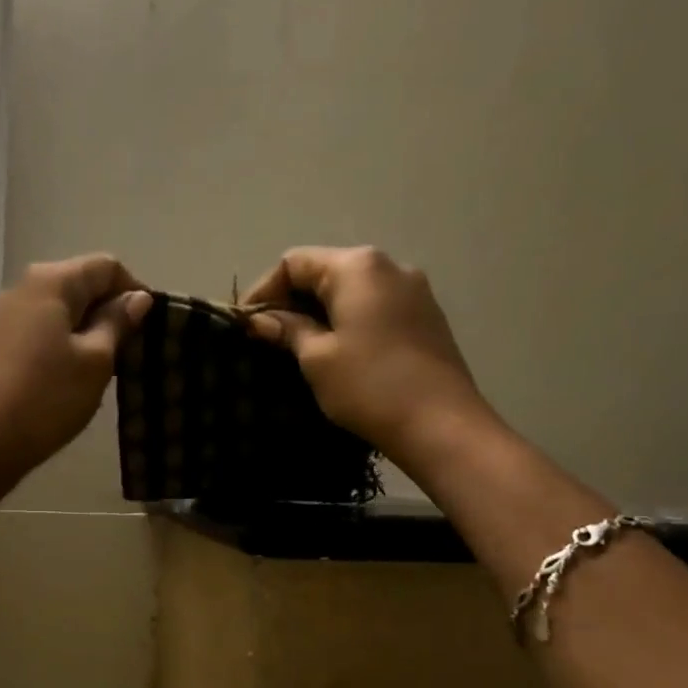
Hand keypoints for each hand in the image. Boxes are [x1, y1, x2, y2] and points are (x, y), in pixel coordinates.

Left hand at [0, 254, 151, 499]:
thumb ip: (117, 323)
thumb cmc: (46, 398)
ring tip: (105, 369)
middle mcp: (24, 288)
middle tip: (131, 351)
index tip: (151, 327)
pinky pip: (40, 331)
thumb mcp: (95, 361)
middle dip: (110, 311)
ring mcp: (4, 316)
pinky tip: (71, 378)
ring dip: (87, 331)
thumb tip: (138, 298)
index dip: (134, 290)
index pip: (106, 266)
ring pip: (60, 310)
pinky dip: (63, 345)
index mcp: (51, 281)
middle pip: (80, 284)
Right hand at [242, 246, 498, 466]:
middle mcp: (389, 266)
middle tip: (268, 339)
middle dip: (291, 301)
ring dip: (319, 313)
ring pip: (350, 291)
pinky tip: (337, 352)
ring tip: (298, 348)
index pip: (294, 262)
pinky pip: (374, 307)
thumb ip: (287, 329)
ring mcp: (413, 290)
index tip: (246, 326)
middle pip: (324, 271)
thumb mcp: (317, 358)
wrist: (442, 425)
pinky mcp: (425, 317)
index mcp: (358, 267)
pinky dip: (348, 321)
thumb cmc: (370, 386)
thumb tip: (259, 320)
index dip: (263, 291)